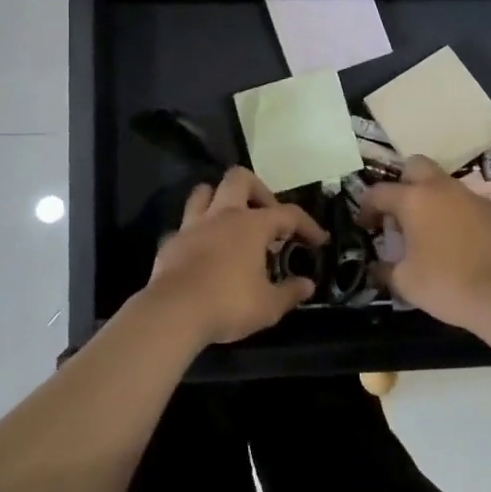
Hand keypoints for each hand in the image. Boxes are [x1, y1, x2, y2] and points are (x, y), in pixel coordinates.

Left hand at [144, 167, 322, 344]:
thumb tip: (307, 285)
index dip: (307, 225)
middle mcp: (222, 215)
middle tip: (267, 216)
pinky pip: (185, 225)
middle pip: (240, 178)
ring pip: (204, 191)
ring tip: (231, 221)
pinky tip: (203, 250)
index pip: (288, 214)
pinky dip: (197, 232)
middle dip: (258, 191)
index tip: (319, 240)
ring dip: (219, 199)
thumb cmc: (228, 304)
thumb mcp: (268, 306)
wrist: (173, 312)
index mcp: (251, 225)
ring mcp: (193, 225)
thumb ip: (290, 293)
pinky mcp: (171, 241)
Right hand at [358, 156, 490, 329]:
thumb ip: (384, 269)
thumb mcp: (404, 282)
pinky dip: (457, 213)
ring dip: (432, 198)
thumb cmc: (444, 284)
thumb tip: (376, 267)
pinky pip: (467, 202)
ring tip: (430, 228)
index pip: (379, 191)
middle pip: (415, 165)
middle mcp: (440, 188)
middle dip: (403, 182)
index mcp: (413, 200)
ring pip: (444, 183)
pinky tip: (459, 240)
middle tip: (400, 211)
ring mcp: (470, 196)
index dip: (366, 207)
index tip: (365, 225)